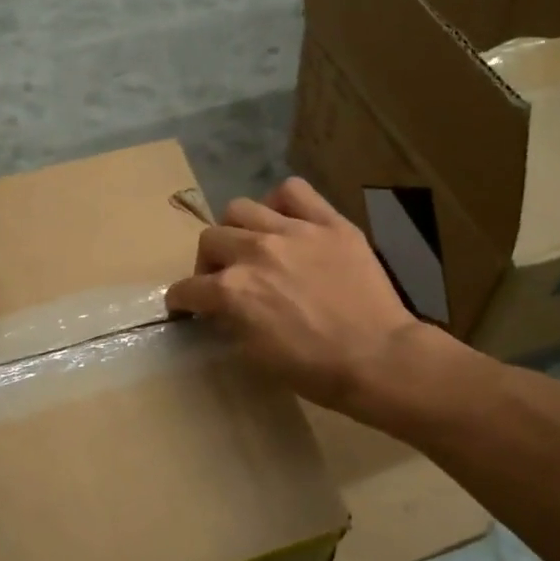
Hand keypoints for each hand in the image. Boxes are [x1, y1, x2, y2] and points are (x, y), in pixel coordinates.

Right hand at [165, 177, 423, 414]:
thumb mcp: (256, 356)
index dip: (182, 300)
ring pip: (241, 208)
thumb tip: (222, 309)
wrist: (377, 358)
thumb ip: (231, 322)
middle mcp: (254, 252)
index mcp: (232, 291)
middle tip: (224, 279)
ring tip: (253, 245)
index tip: (185, 305)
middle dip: (208, 262)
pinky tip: (286, 220)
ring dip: (237, 229)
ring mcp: (293, 231)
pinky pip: (294, 190)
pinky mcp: (329, 222)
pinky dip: (281, 202)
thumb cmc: (314, 370)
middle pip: (210, 239)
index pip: (188, 288)